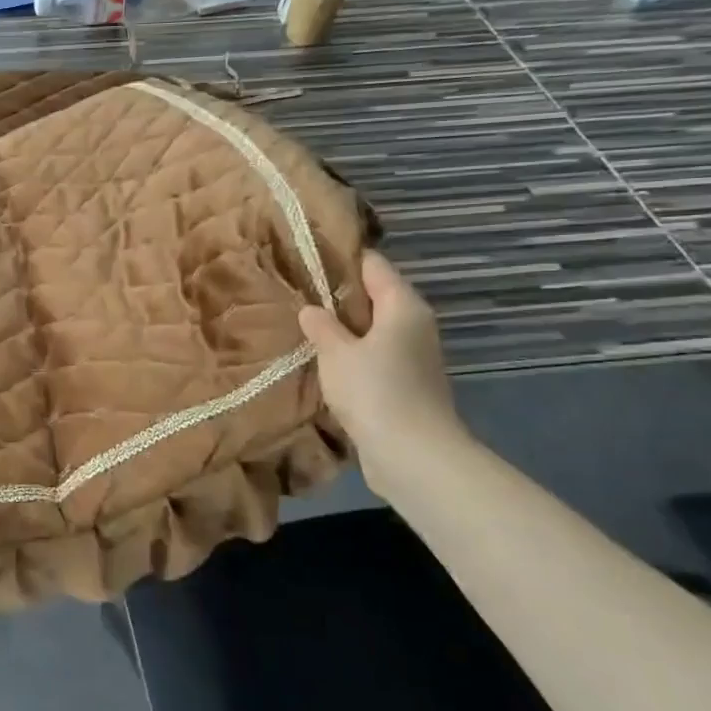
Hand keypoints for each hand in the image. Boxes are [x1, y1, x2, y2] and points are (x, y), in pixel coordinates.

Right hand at [299, 251, 468, 493]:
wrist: (412, 455)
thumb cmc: (374, 391)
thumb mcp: (336, 352)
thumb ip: (321, 326)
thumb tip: (311, 309)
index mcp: (403, 305)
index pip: (373, 265)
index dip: (341, 258)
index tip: (306, 256)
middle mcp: (414, 324)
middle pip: (374, 296)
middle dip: (338, 295)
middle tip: (297, 292)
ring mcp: (413, 356)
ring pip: (373, 329)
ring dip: (343, 329)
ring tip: (304, 326)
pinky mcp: (406, 384)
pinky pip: (374, 356)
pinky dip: (352, 355)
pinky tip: (323, 361)